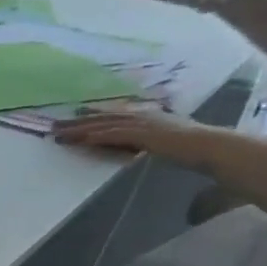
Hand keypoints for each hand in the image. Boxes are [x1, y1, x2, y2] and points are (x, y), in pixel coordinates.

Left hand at [53, 106, 223, 168]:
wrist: (212, 148)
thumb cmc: (193, 150)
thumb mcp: (163, 143)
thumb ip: (145, 143)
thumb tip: (132, 149)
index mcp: (148, 117)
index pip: (114, 115)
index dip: (92, 115)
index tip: (72, 117)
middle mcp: (143, 116)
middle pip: (104, 117)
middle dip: (78, 121)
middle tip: (54, 126)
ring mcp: (144, 123)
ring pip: (105, 124)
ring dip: (80, 128)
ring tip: (58, 133)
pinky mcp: (145, 134)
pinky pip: (115, 134)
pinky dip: (97, 136)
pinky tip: (81, 138)